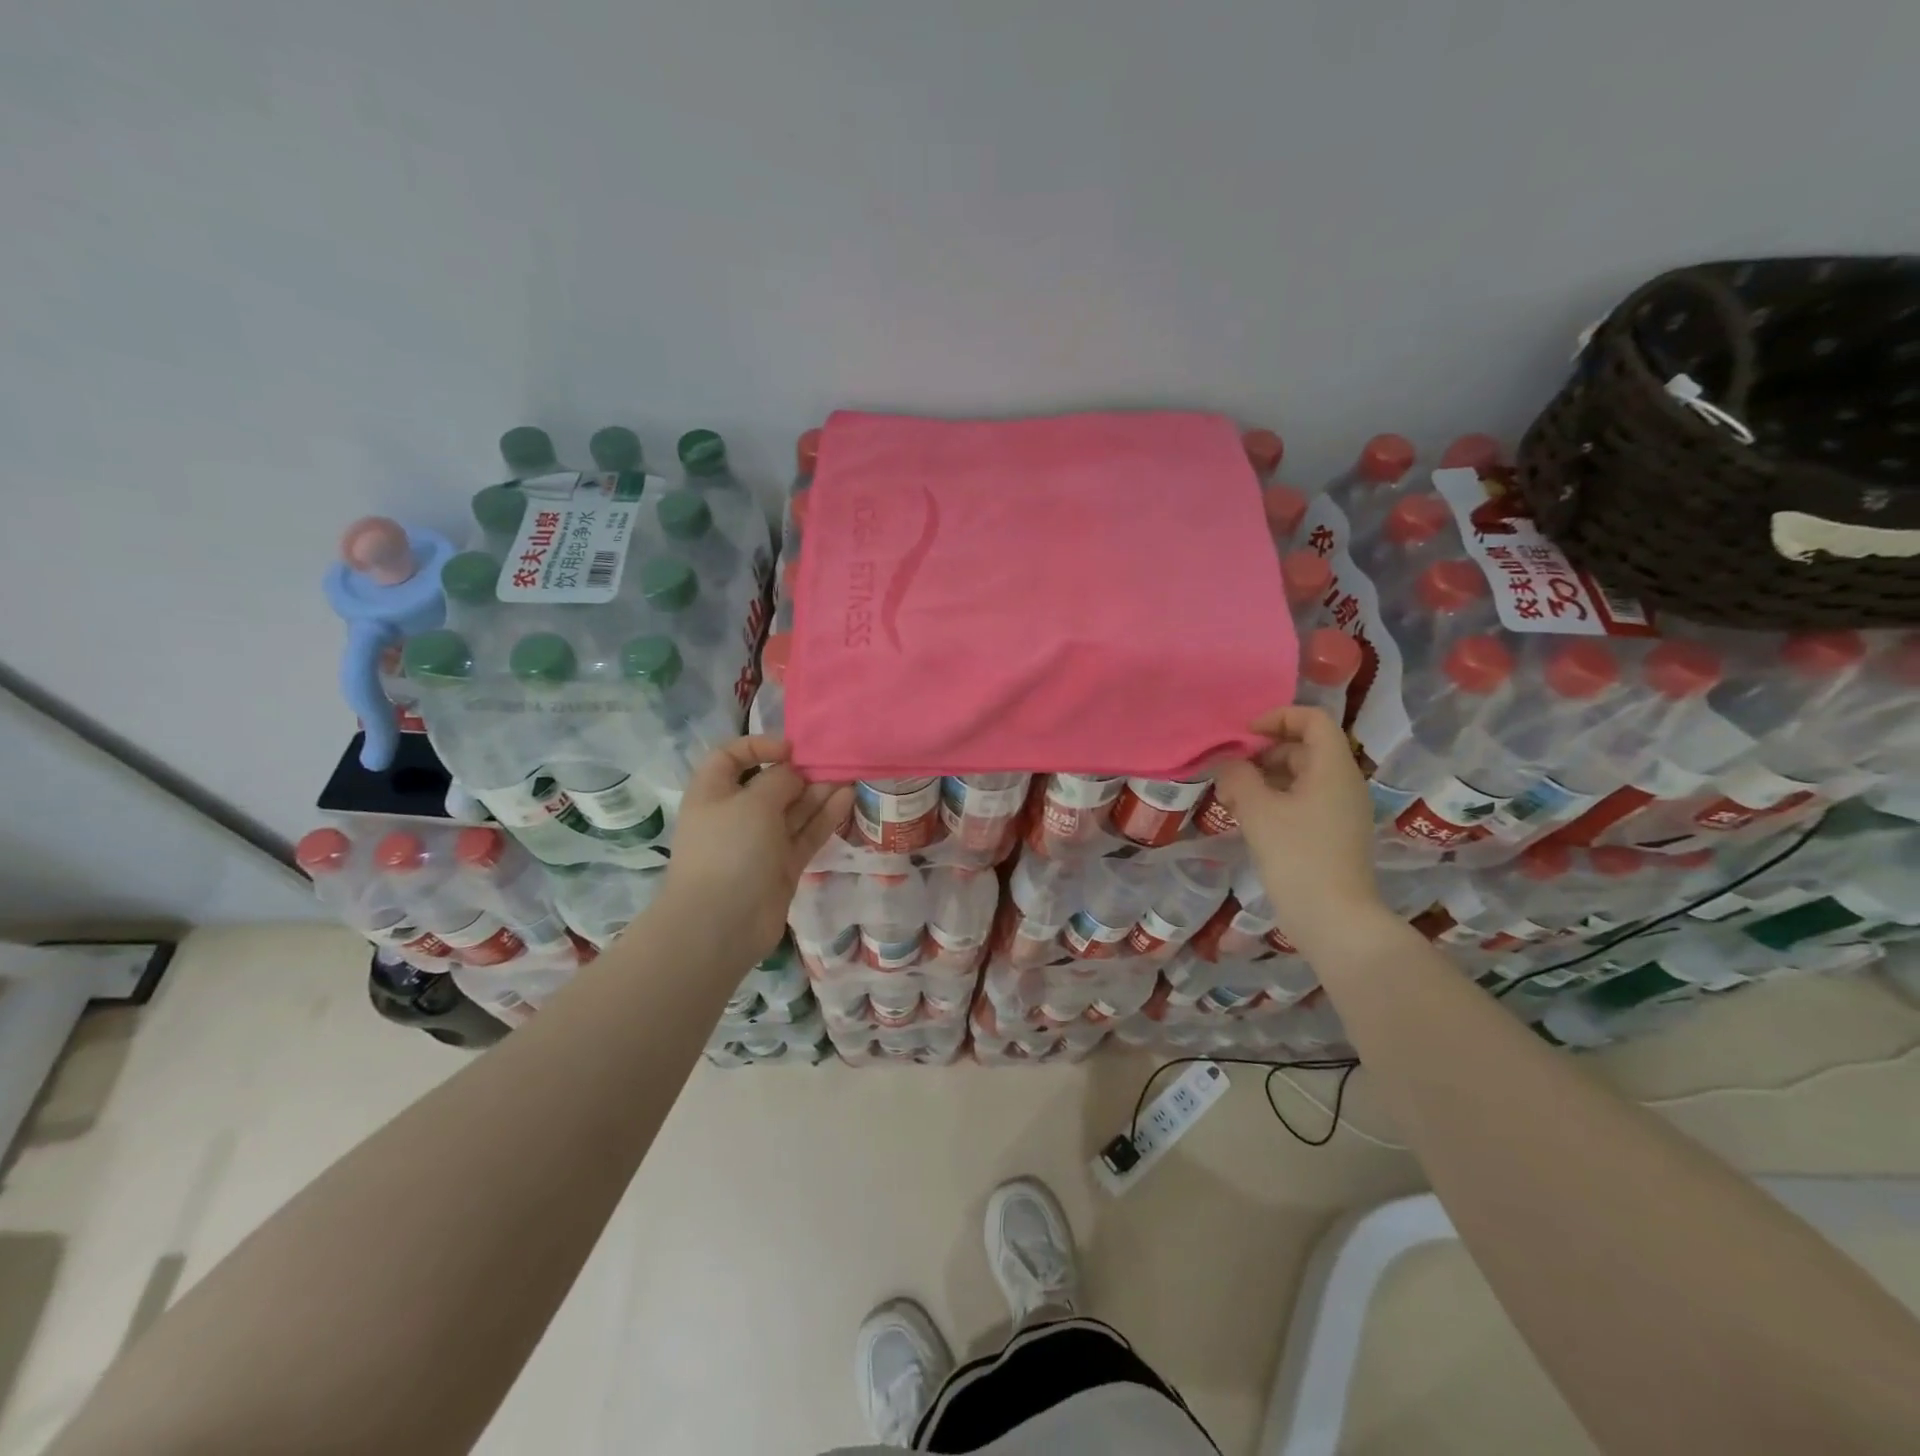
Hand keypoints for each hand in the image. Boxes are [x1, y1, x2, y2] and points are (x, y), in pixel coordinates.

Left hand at [657, 736, 852, 963]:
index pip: (731, 757)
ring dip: (818, 792)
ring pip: (793, 810)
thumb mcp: (753, 803)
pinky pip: (806, 834)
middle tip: (833, 761)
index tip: (791, 748)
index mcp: (713, 793)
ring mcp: (760, 842)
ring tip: (848, 775)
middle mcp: (736, 814)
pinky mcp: (782, 865)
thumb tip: (794, 774)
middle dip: (800, 771)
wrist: (722, 924)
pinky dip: (825, 817)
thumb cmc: (729, 850)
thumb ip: (779, 780)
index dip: (759, 746)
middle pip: (770, 784)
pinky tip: (847, 799)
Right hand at [1210, 706, 1384, 951]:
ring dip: (1265, 778)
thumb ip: (1238, 777)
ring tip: (1232, 797)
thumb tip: (1228, 763)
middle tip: (1229, 771)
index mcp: (1333, 769)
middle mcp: (1343, 784)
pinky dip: (1275, 800)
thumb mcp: (1258, 811)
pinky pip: (1303, 801)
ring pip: (1301, 777)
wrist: (1334, 920)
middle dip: (1264, 753)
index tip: (1244, 736)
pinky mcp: (1333, 834)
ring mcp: (1341, 811)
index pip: (1312, 720)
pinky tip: (1248, 818)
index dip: (1277, 718)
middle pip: (1304, 748)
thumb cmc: (1298, 857)